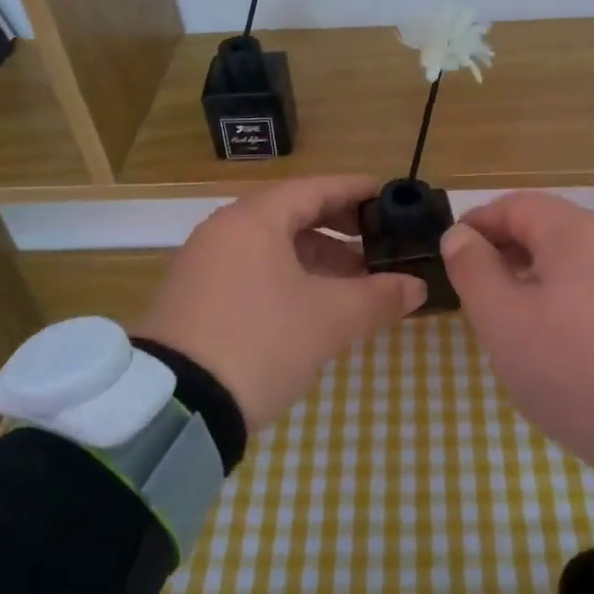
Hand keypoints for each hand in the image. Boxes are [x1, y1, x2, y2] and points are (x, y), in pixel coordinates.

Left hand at [136, 175, 426, 431]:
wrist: (177, 405)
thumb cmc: (261, 342)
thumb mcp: (330, 320)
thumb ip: (379, 297)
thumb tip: (417, 286)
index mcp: (254, 220)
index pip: (314, 188)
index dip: (355, 190)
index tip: (387, 194)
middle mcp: (224, 232)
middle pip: (291, 216)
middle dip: (339, 231)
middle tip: (377, 246)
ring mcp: (203, 265)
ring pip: (271, 248)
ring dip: (315, 260)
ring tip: (353, 285)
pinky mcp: (193, 299)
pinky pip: (251, 272)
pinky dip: (287, 280)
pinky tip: (311, 308)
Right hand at [441, 192, 593, 491]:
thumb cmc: (574, 369)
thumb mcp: (504, 322)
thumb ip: (473, 270)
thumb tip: (459, 236)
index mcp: (576, 232)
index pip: (514, 206)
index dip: (476, 224)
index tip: (450, 254)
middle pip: (548, 229)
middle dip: (506, 253)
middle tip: (478, 291)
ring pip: (575, 260)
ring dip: (537, 277)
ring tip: (515, 319)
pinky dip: (570, 297)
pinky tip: (562, 337)